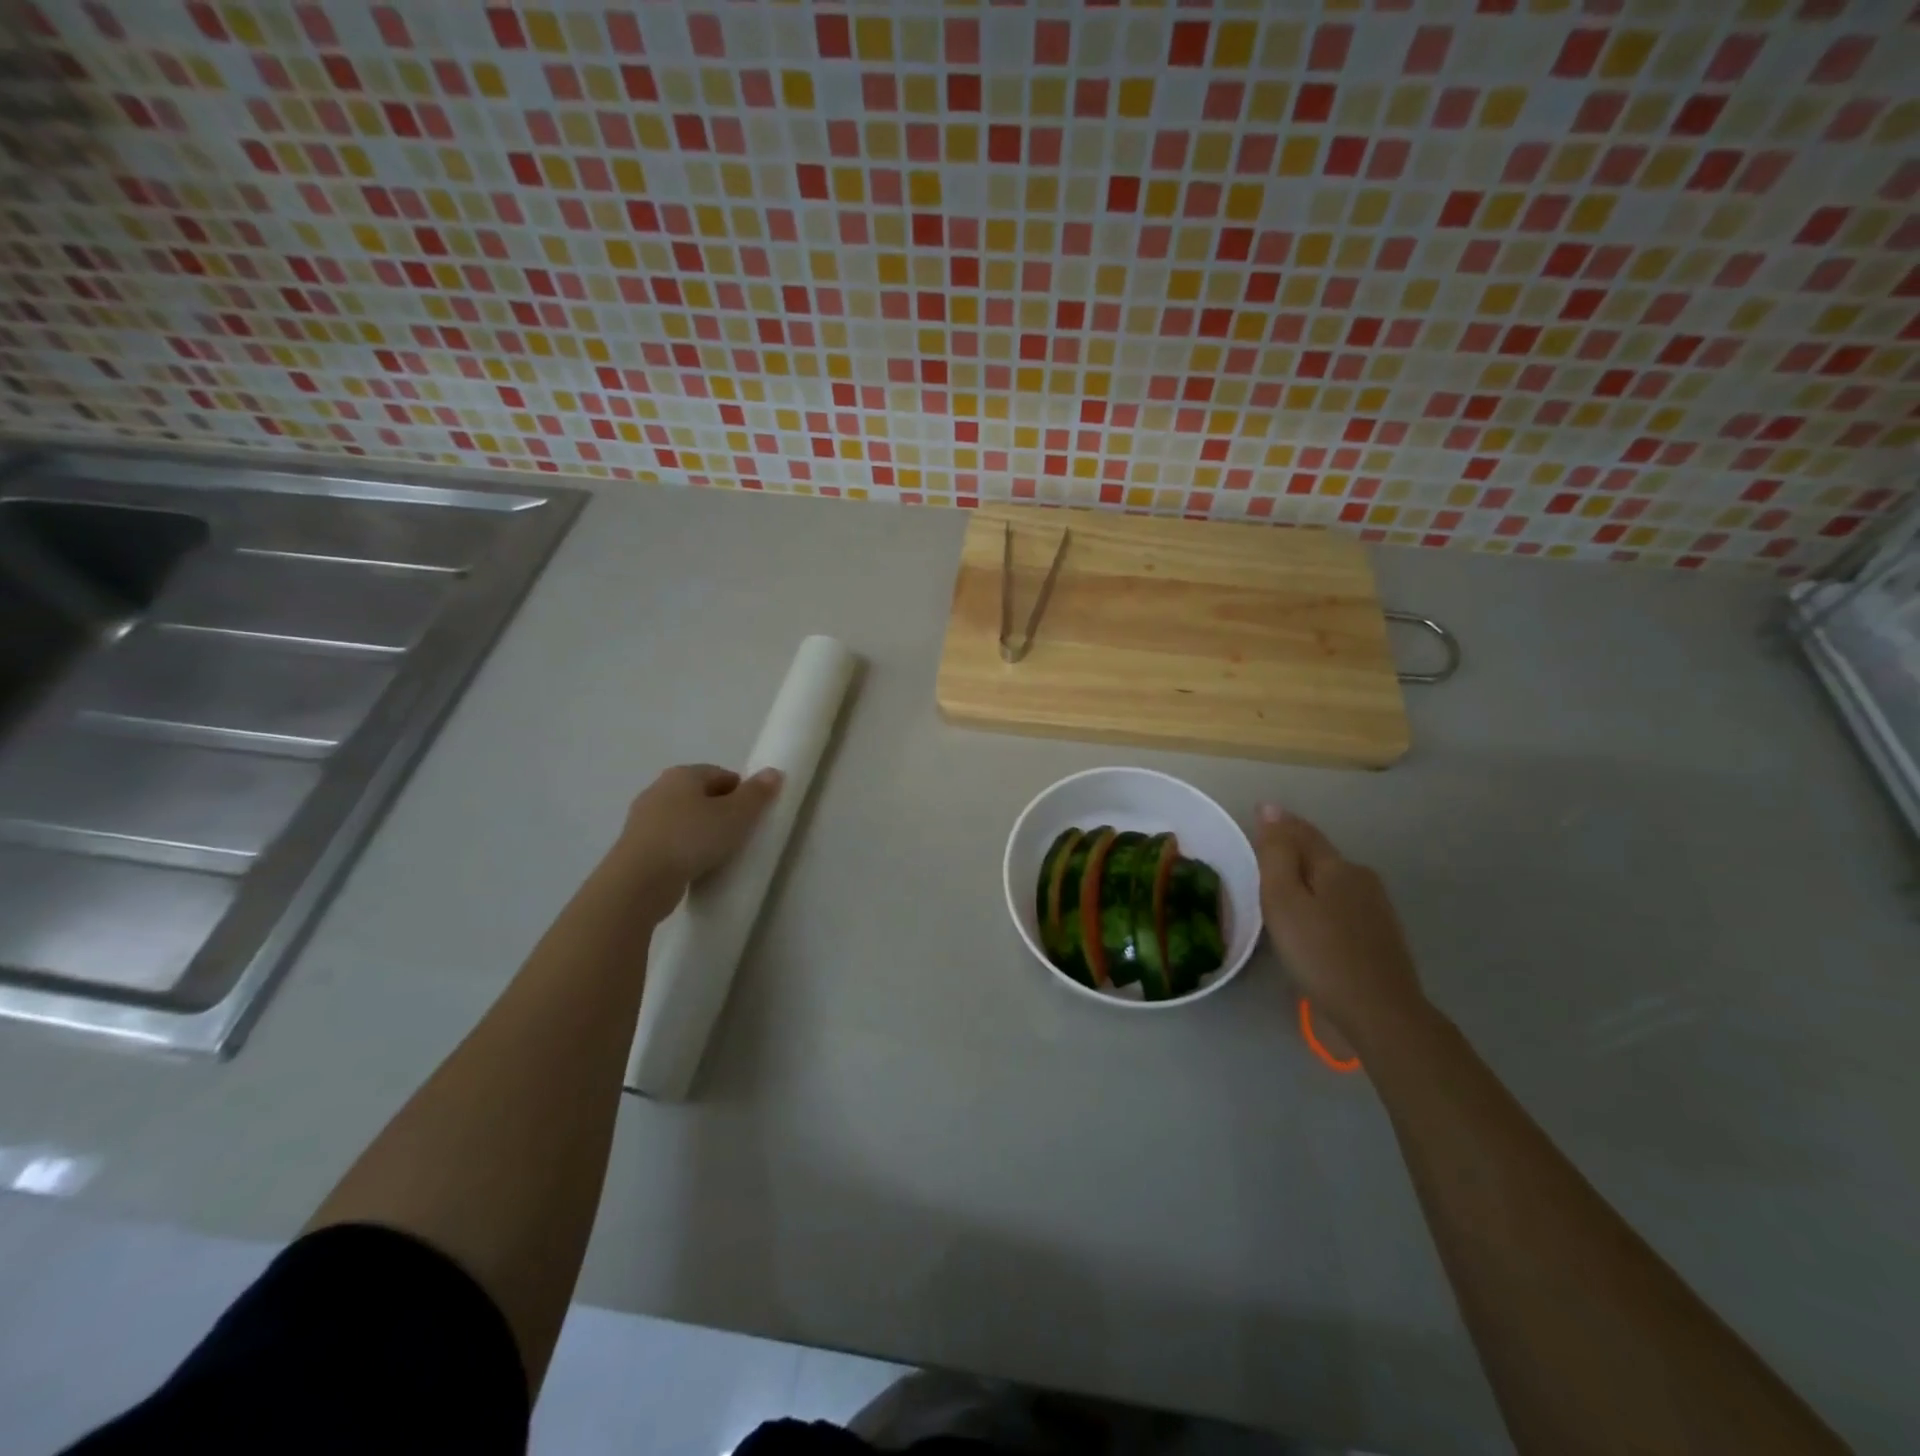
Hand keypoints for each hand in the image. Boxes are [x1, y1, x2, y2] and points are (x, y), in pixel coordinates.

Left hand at [613, 763, 782, 917]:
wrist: (639, 881)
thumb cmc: (692, 838)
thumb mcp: (736, 815)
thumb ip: (757, 794)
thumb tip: (774, 773)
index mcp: (683, 774)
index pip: (722, 775)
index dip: (742, 793)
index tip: (753, 817)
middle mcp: (659, 789)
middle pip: (701, 796)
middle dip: (722, 812)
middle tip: (740, 836)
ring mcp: (643, 820)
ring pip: (684, 820)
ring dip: (702, 833)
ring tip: (720, 856)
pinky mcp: (636, 848)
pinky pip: (670, 843)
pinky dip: (685, 851)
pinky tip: (696, 868)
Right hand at [1257, 807, 1425, 1054]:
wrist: (1379, 1012)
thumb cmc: (1319, 952)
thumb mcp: (1283, 899)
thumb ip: (1276, 854)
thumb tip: (1271, 809)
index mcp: (1337, 866)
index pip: (1302, 833)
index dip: (1278, 824)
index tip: (1257, 815)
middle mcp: (1361, 879)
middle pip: (1320, 856)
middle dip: (1294, 851)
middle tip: (1263, 856)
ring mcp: (1377, 909)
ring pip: (1333, 882)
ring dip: (1308, 880)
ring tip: (1283, 891)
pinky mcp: (1380, 937)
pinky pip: (1342, 906)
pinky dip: (1322, 904)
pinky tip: (1312, 922)